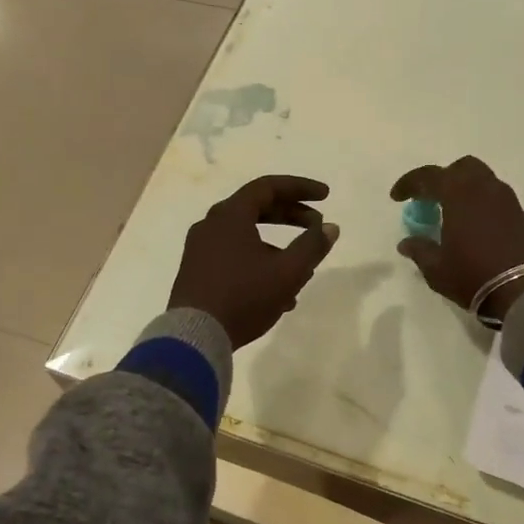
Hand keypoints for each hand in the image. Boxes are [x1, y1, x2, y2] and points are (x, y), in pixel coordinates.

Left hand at [168, 176, 338, 348]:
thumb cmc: (244, 296)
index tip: (326, 196)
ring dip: (278, 247)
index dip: (300, 188)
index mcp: (230, 215)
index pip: (268, 187)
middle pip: (257, 208)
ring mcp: (200, 248)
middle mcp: (211, 224)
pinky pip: (234, 256)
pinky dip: (259, 263)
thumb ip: (312, 246)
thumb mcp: (288, 272)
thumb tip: (330, 227)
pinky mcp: (196, 272)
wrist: (194, 337)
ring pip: (247, 236)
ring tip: (303, 270)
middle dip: (291, 216)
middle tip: (317, 226)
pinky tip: (279, 296)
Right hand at [390, 156, 523, 317]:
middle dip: (444, 178)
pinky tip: (474, 226)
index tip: (397, 197)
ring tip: (453, 213)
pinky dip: (481, 203)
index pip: (428, 177)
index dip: (409, 184)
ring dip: (465, 190)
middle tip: (431, 199)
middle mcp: (484, 188)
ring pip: (482, 180)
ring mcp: (507, 200)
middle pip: (462, 168)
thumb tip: (407, 243)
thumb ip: (420, 250)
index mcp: (458, 193)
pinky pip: (496, 198)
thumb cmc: (474, 275)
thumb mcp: (437, 269)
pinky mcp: (522, 215)